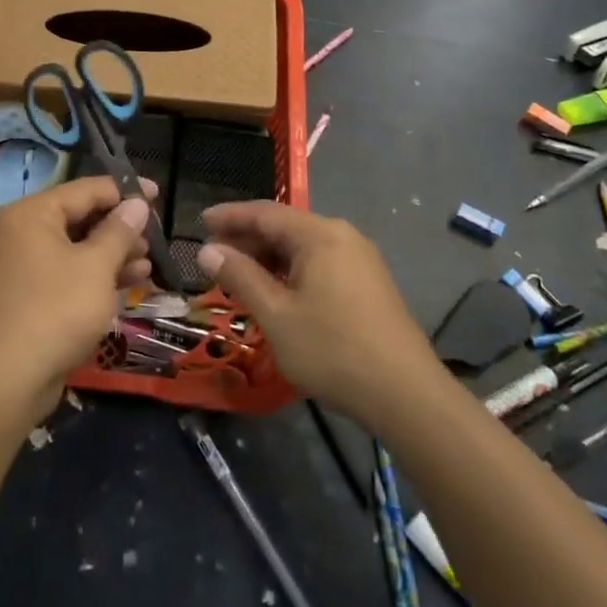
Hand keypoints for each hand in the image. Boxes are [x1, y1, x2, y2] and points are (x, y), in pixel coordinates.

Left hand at [0, 176, 154, 421]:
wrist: (6, 380)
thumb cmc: (56, 311)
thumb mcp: (97, 266)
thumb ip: (119, 231)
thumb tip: (137, 204)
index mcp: (34, 214)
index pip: (86, 189)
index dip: (125, 191)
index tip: (157, 195)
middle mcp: (23, 233)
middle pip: (81, 217)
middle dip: (121, 228)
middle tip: (155, 238)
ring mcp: (24, 266)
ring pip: (77, 248)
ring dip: (114, 254)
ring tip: (148, 264)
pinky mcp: (29, 297)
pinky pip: (68, 274)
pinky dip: (97, 275)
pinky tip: (129, 283)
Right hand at [198, 201, 439, 426]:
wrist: (406, 394)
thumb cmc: (333, 350)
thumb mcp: (276, 315)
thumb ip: (240, 277)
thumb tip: (208, 250)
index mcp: (320, 235)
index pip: (265, 213)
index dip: (230, 216)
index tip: (200, 221)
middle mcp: (342, 236)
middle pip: (285, 227)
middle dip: (247, 239)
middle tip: (213, 256)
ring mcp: (360, 260)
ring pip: (303, 248)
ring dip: (268, 258)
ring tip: (238, 276)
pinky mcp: (369, 284)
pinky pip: (320, 264)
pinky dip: (291, 271)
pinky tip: (276, 293)